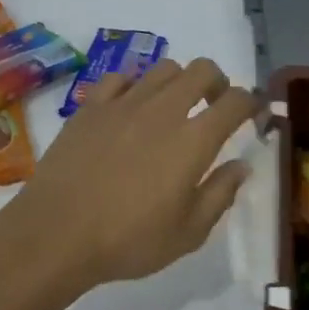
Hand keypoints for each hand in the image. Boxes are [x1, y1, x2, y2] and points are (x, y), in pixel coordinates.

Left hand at [0, 58, 260, 298]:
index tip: (251, 116)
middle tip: (214, 106)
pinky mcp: (90, 106)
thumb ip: (220, 194)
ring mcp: (122, 103)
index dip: (251, 103)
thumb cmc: (128, 240)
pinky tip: (129, 109)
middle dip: (217, 82)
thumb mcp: (188, 233)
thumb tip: (241, 166)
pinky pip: (119, 78)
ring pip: (162, 69)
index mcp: (193, 140)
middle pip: (201, 69)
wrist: (56, 233)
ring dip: (177, 83)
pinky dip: (133, 86)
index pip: (235, 101)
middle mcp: (162, 110)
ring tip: (171, 109)